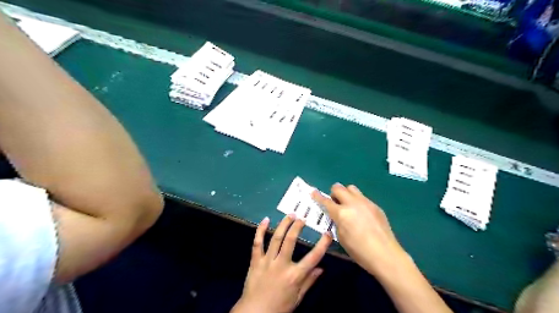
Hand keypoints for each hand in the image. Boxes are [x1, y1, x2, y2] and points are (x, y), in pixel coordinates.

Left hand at [231, 214, 330, 312]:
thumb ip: (309, 282)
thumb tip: (321, 269)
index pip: (313, 257)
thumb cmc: (279, 308)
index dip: (322, 244)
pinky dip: (260, 231)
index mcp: (294, 276)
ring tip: (290, 215)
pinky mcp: (255, 261)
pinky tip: (265, 220)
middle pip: (290, 241)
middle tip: (302, 218)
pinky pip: (257, 243)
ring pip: (276, 238)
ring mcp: (267, 261)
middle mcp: (281, 265)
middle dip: (297, 227)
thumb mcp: (298, 298)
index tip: (328, 233)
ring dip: (283, 225)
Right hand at [310, 184, 406, 276]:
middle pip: (339, 188)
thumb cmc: (360, 251)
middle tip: (335, 203)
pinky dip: (357, 202)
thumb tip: (336, 216)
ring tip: (348, 206)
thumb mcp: (341, 238)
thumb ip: (337, 222)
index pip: (326, 201)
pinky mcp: (375, 206)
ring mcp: (365, 203)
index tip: (313, 192)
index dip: (318, 196)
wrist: (385, 254)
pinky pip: (362, 197)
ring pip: (351, 188)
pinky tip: (361, 214)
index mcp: (342, 213)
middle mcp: (353, 203)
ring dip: (346, 194)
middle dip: (333, 193)